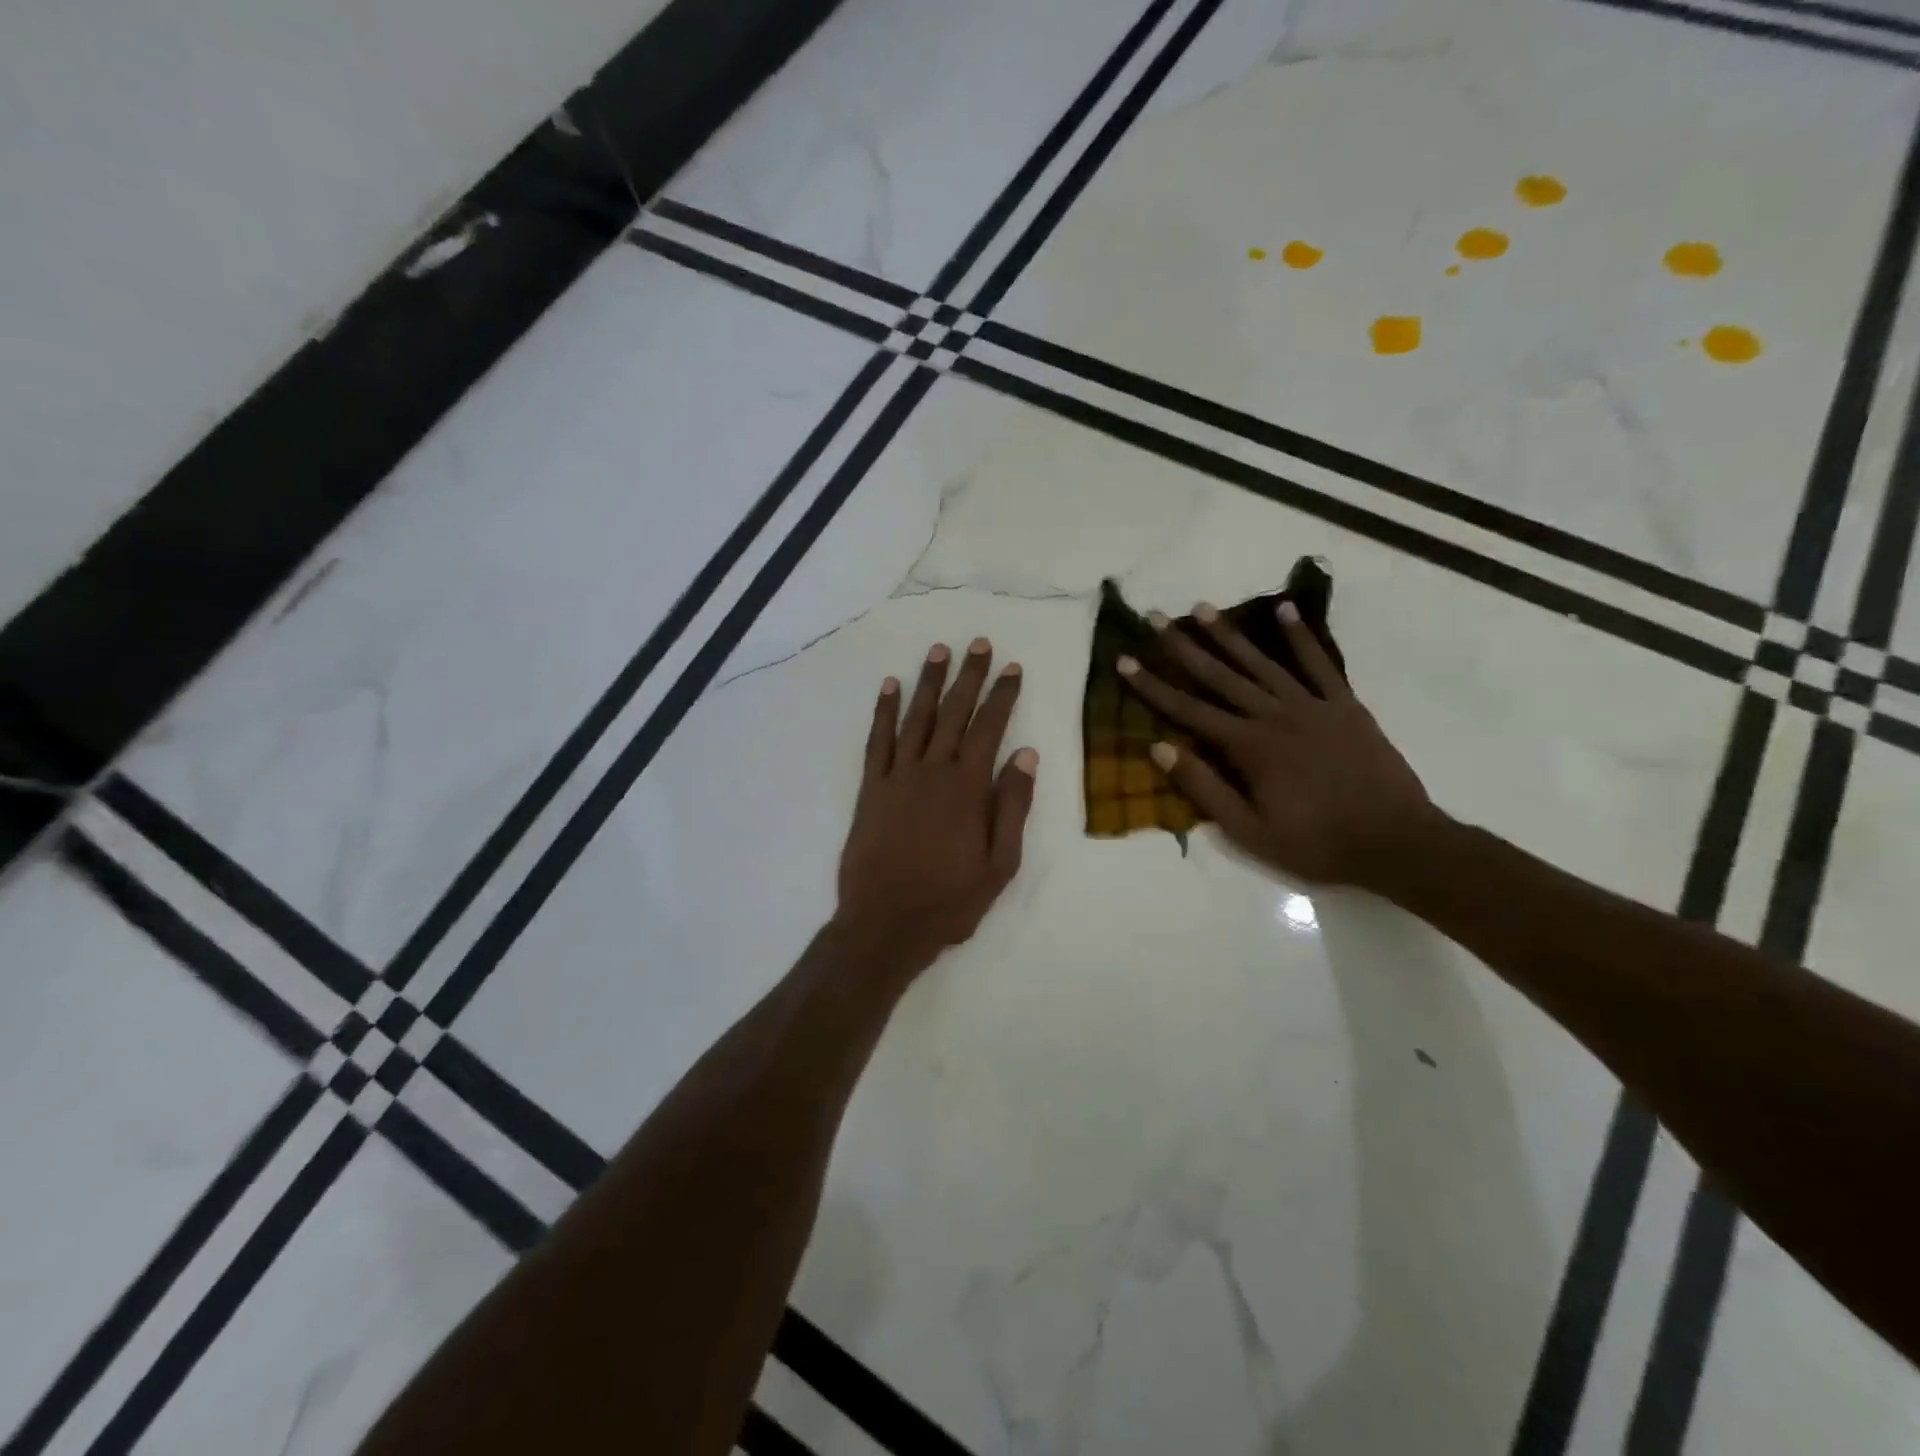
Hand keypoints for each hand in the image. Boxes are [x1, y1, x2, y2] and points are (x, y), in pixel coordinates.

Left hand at [836, 638, 1037, 969]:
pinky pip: (877, 741)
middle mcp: (933, 771)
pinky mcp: (871, 788)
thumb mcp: (1000, 864)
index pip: (989, 728)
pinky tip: (889, 687)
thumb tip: (1025, 755)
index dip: (1002, 696)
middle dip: (969, 676)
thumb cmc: (950, 901)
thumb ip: (1012, 807)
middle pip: (954, 713)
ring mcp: (897, 776)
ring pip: (916, 718)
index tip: (1012, 668)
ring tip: (939, 651)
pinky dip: (883, 711)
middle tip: (979, 644)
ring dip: (928, 682)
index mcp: (968, 788)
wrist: (885, 924)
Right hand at [1118, 602, 1436, 890]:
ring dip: (1230, 634)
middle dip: (1183, 647)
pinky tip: (1284, 609)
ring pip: (1262, 662)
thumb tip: (1160, 749)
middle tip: (1156, 617)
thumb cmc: (1316, 844)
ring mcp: (1313, 706)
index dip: (1153, 686)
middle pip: (1220, 676)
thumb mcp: (1249, 831)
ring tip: (1202, 608)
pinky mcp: (1345, 706)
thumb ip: (1204, 788)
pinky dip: (1301, 636)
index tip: (1125, 661)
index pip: (1188, 710)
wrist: (1396, 842)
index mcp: (1249, 747)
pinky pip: (1320, 664)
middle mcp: (1275, 716)